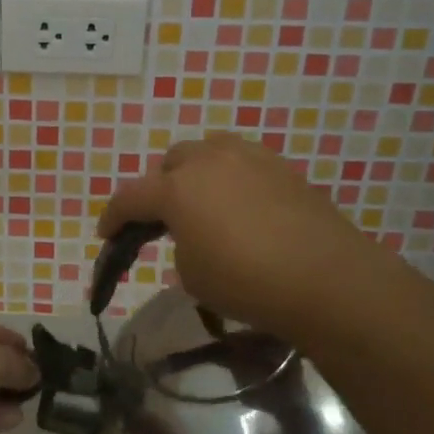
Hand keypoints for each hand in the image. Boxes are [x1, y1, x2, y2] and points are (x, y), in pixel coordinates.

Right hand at [96, 133, 406, 346]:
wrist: (328, 279)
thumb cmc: (246, 281)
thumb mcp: (192, 274)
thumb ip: (180, 243)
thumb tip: (195, 233)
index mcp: (176, 187)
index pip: (130, 197)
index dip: (113, 217)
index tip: (106, 235)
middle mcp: (208, 161)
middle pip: (170, 164)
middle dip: (159, 189)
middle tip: (164, 221)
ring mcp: (250, 158)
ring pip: (208, 152)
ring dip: (196, 174)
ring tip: (204, 205)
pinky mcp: (283, 168)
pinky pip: (243, 164)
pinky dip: (231, 180)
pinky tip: (243, 208)